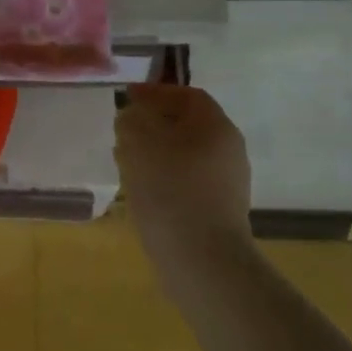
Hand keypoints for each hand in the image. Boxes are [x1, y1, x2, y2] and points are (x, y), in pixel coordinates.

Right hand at [115, 85, 251, 254]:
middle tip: (123, 129)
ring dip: (156, 151)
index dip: (156, 92)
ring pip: (186, 154)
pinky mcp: (217, 209)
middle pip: (188, 125)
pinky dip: (163, 176)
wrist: (201, 258)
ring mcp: (226, 182)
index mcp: (215, 127)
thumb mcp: (139, 145)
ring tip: (125, 160)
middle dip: (154, 123)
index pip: (188, 96)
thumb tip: (133, 117)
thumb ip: (132, 121)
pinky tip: (141, 189)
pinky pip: (186, 180)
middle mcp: (228, 150)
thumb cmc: (169, 191)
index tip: (127, 96)